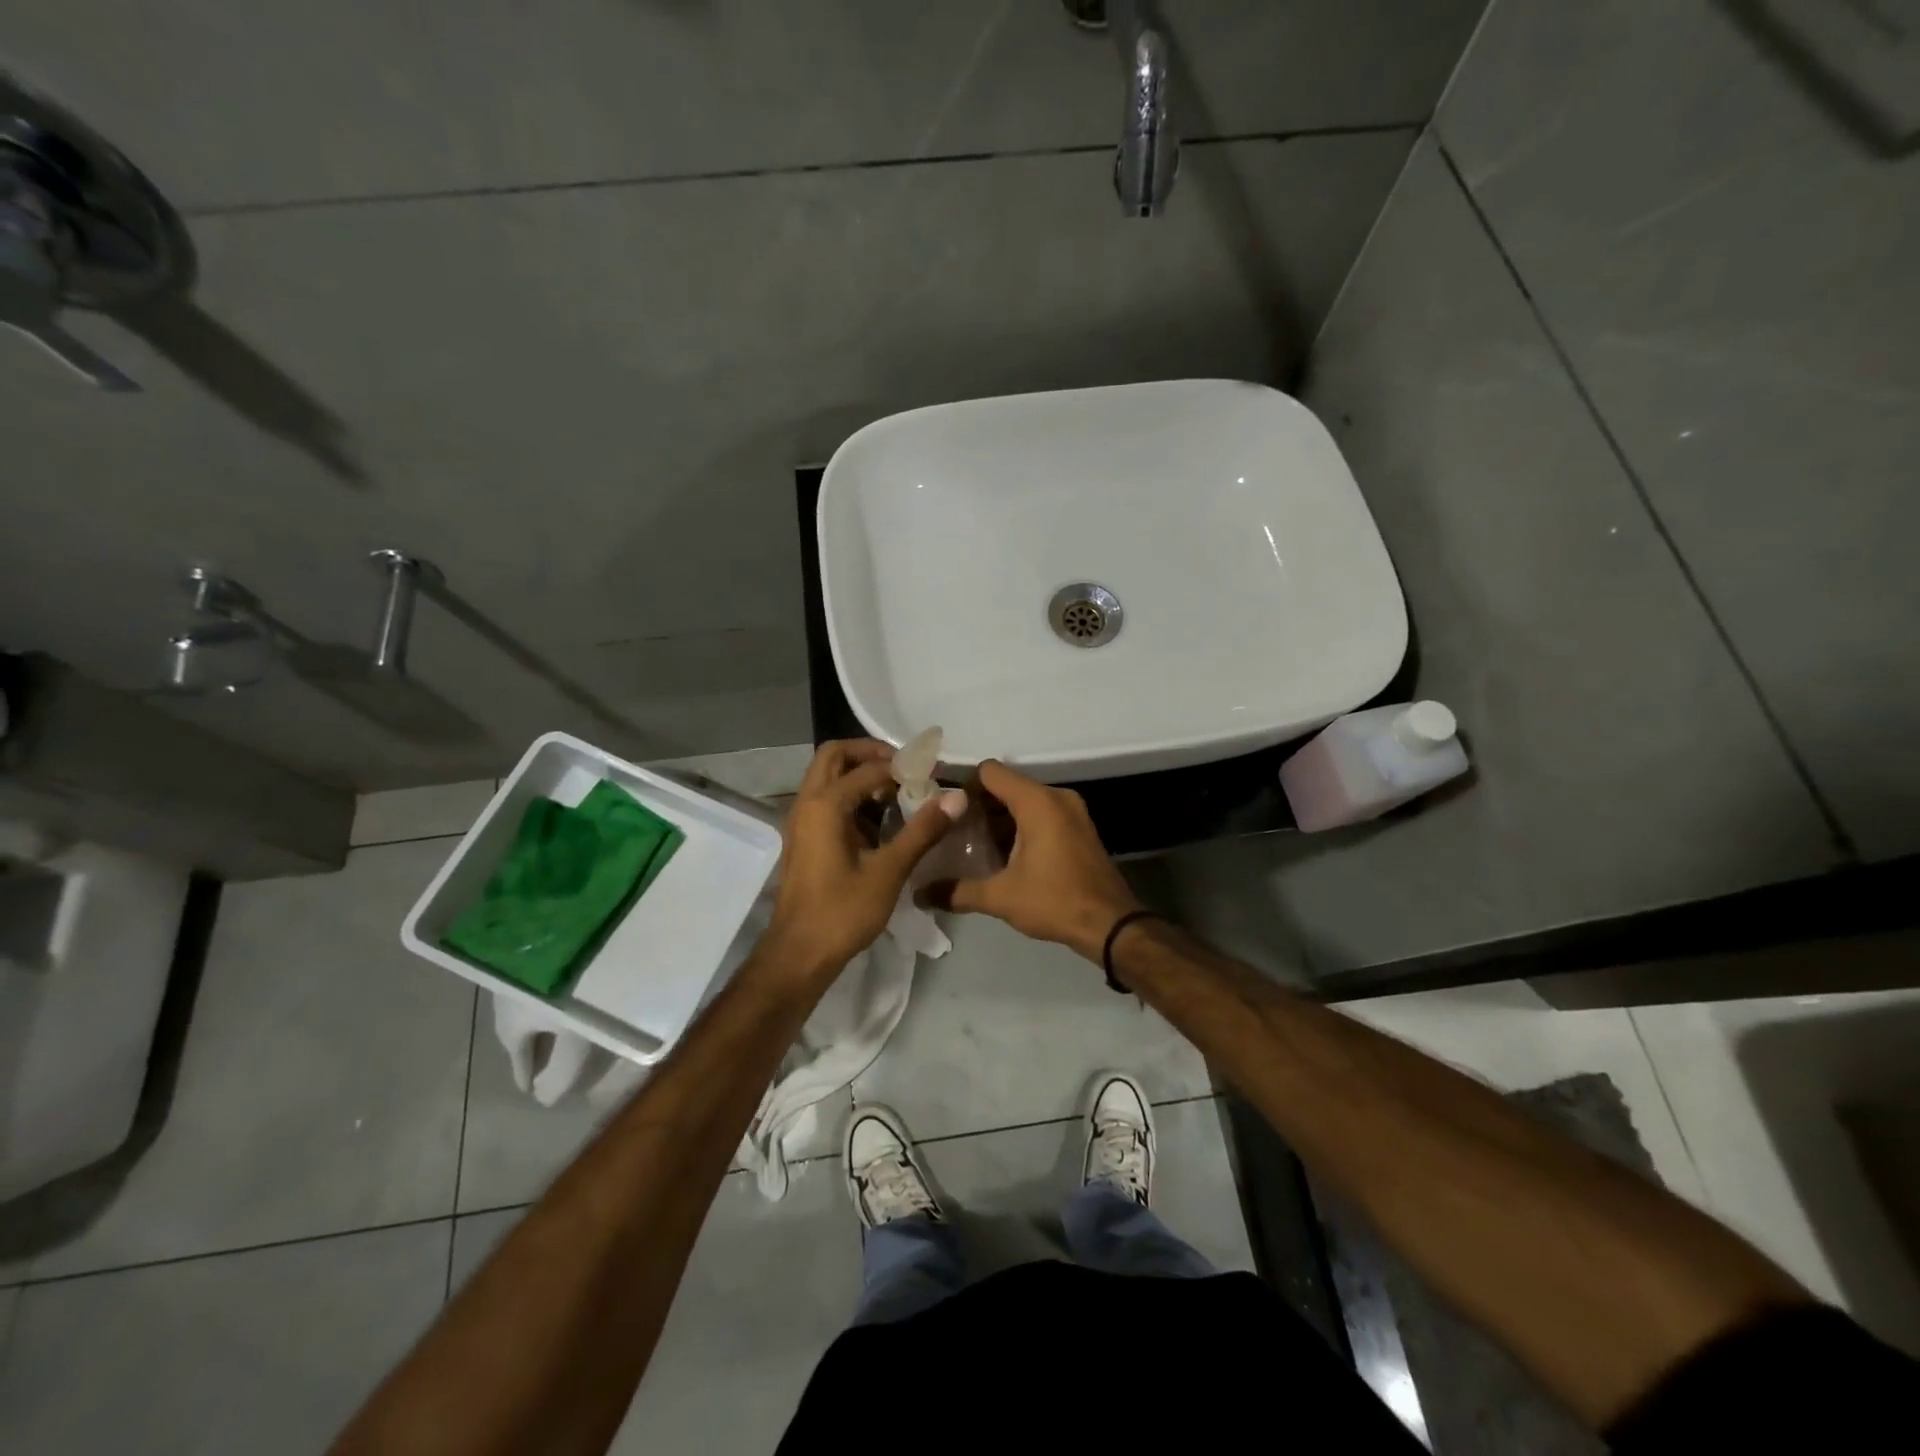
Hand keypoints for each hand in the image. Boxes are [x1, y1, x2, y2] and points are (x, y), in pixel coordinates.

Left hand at [764, 739, 960, 978]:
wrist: (799, 954)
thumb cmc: (842, 912)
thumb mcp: (889, 870)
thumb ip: (923, 830)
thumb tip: (956, 797)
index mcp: (825, 804)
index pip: (868, 767)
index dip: (903, 766)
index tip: (933, 773)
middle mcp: (806, 803)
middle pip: (835, 756)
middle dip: (870, 754)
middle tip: (905, 767)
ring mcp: (801, 821)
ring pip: (827, 777)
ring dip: (859, 774)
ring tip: (897, 791)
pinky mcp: (804, 838)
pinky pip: (826, 800)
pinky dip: (851, 796)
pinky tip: (880, 820)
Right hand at [935, 760, 1140, 961]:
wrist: (1111, 925)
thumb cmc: (1054, 901)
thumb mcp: (1001, 897)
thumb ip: (958, 891)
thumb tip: (921, 894)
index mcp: (1037, 802)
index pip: (990, 772)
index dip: (963, 785)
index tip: (943, 807)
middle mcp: (1056, 797)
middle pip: (1007, 785)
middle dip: (979, 805)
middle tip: (952, 829)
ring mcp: (1072, 812)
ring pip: (1025, 801)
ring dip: (1000, 818)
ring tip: (972, 843)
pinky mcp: (1080, 828)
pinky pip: (1042, 814)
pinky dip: (1021, 826)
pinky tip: (1003, 854)